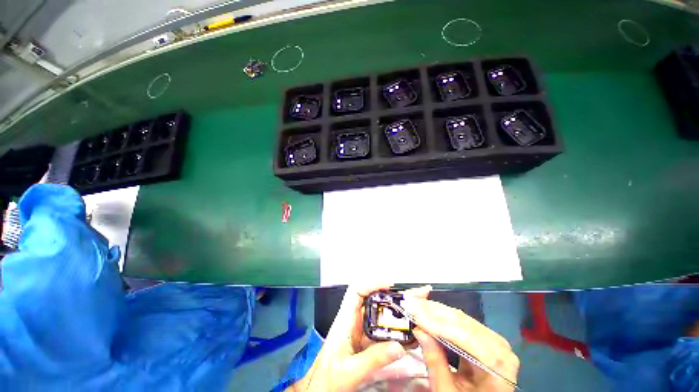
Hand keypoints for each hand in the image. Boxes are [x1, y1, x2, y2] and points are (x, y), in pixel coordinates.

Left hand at [288, 285, 430, 391]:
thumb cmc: (328, 377)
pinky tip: (411, 330)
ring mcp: (361, 329)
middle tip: (416, 295)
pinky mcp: (367, 339)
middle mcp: (354, 320)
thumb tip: (399, 347)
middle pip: (374, 299)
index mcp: (345, 320)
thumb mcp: (350, 371)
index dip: (373, 284)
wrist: (321, 387)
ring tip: (419, 308)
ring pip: (381, 313)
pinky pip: (384, 329)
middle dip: (395, 295)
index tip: (390, 286)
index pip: (357, 291)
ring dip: (399, 310)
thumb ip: (373, 359)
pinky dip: (398, 328)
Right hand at [402, 298, 519, 391]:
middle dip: (434, 312)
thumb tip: (418, 330)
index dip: (439, 326)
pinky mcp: (483, 336)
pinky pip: (460, 322)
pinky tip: (428, 310)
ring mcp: (493, 340)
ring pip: (461, 319)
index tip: (416, 316)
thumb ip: (435, 363)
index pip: (467, 339)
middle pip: (464, 324)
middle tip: (411, 303)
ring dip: (435, 310)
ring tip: (416, 303)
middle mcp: (500, 348)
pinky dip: (442, 316)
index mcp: (499, 367)